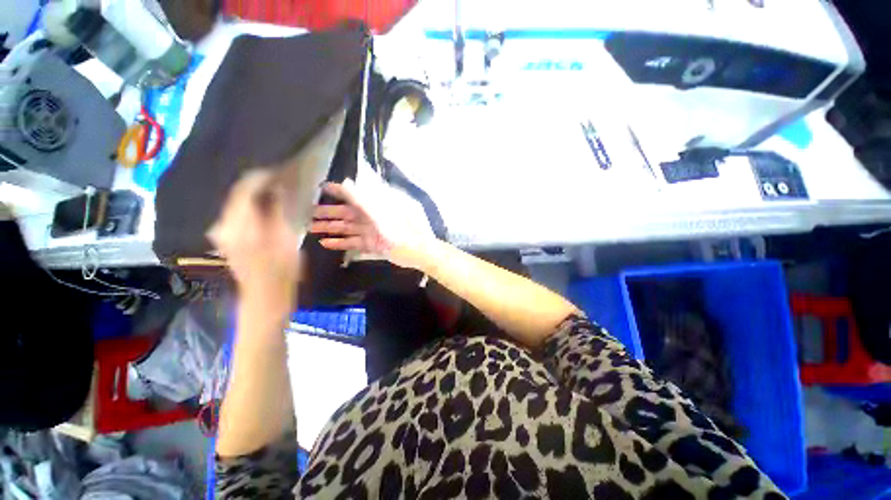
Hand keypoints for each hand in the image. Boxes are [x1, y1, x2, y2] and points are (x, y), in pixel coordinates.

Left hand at [208, 170, 301, 308]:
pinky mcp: (226, 238)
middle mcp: (222, 225)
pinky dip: (251, 206)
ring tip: (274, 189)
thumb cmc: (281, 270)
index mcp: (238, 225)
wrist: (265, 297)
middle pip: (237, 194)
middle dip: (257, 183)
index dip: (260, 176)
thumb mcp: (285, 239)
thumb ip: (277, 211)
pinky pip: (237, 213)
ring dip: (254, 194)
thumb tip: (276, 189)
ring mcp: (222, 232)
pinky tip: (264, 206)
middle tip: (279, 177)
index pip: (244, 189)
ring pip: (237, 203)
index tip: (278, 168)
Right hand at [309, 179, 433, 269]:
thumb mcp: (381, 213)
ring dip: (330, 228)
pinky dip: (341, 243)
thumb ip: (363, 199)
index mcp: (377, 204)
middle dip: (329, 212)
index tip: (321, 187)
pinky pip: (354, 242)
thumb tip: (345, 182)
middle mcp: (374, 215)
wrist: (419, 251)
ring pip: (348, 227)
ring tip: (311, 228)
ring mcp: (373, 231)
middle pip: (348, 212)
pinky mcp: (374, 244)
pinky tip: (325, 243)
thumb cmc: (402, 230)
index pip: (355, 194)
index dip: (338, 190)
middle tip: (309, 213)